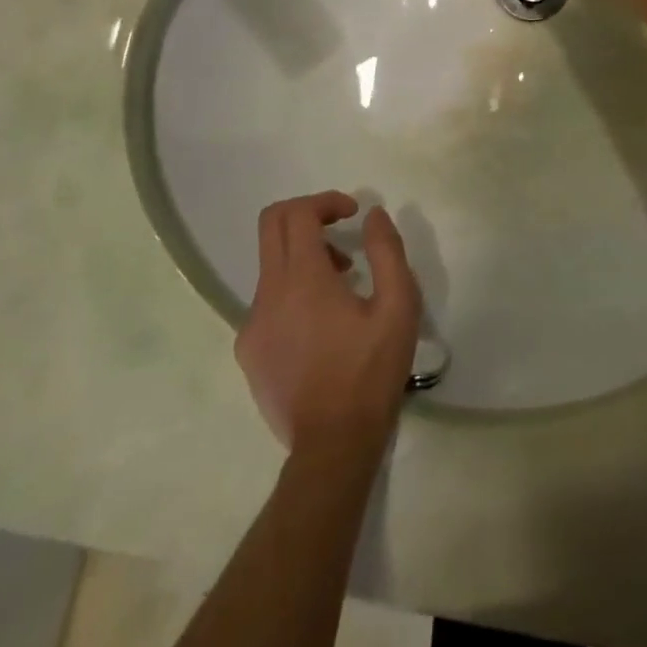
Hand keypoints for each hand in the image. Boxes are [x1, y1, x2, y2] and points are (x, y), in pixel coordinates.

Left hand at [235, 193, 421, 457]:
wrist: (332, 446)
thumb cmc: (371, 371)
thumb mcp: (398, 306)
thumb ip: (387, 251)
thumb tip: (373, 215)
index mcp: (303, 280)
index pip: (298, 213)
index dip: (326, 201)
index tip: (353, 214)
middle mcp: (268, 294)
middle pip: (271, 225)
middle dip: (307, 214)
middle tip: (340, 230)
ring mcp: (252, 324)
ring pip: (270, 264)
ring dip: (303, 255)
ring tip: (342, 282)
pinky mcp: (248, 351)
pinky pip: (266, 299)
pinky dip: (292, 289)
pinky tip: (321, 322)